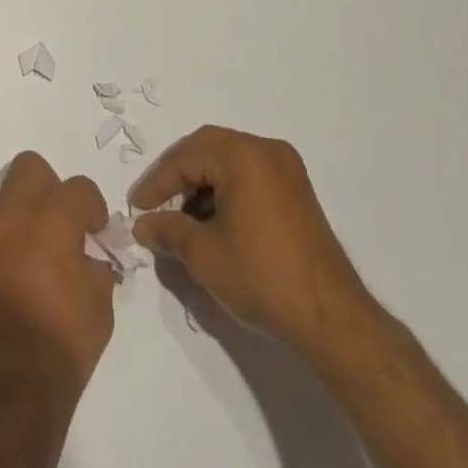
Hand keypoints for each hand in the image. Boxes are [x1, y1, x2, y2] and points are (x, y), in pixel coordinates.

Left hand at [0, 152, 117, 460]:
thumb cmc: (56, 356)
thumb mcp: (98, 314)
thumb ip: (97, 271)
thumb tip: (92, 257)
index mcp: (51, 222)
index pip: (78, 188)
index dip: (92, 208)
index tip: (95, 232)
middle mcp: (11, 216)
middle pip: (29, 168)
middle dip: (49, 189)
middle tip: (59, 226)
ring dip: (18, 211)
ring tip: (30, 249)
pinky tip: (8, 274)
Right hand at [130, 126, 374, 357]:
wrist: (332, 318)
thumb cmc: (263, 278)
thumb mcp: (204, 256)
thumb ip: (168, 231)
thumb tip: (144, 225)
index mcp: (242, 154)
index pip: (185, 158)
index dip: (156, 183)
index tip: (135, 208)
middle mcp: (265, 149)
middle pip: (207, 148)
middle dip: (177, 175)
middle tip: (154, 203)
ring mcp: (285, 167)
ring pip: (228, 160)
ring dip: (201, 182)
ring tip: (182, 218)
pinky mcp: (296, 189)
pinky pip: (249, 173)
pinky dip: (225, 189)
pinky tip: (213, 220)